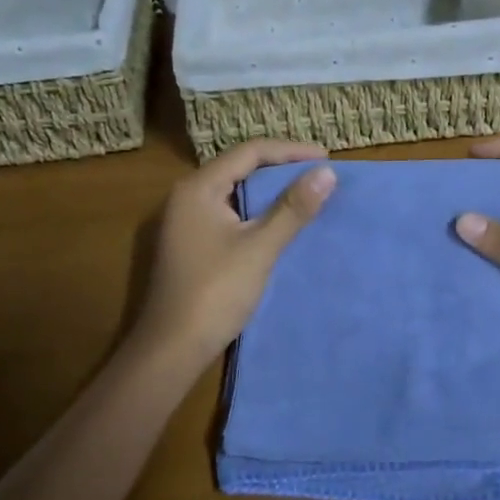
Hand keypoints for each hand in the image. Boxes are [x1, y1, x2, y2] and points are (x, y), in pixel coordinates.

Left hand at [132, 140, 335, 367]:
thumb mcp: (260, 247)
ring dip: (270, 191)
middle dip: (281, 168)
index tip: (327, 159)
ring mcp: (187, 221)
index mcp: (198, 188)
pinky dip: (258, 211)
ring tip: (307, 193)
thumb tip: (327, 173)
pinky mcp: (192, 243)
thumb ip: (293, 208)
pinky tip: (280, 222)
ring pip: (236, 192)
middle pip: (240, 167)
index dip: (290, 151)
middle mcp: (188, 196)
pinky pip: (231, 213)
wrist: (172, 349)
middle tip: (319, 173)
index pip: (249, 152)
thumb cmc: (215, 292)